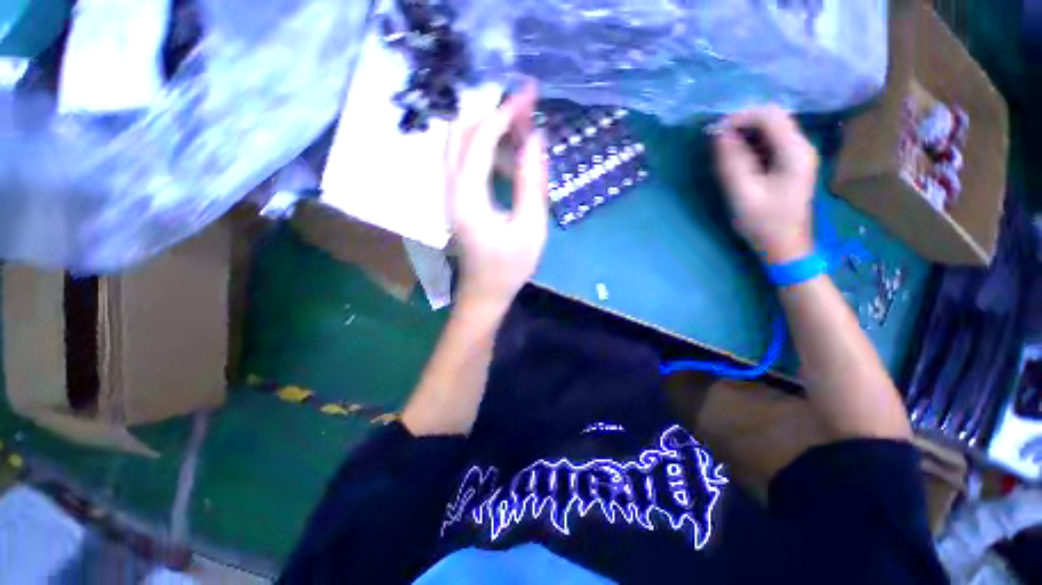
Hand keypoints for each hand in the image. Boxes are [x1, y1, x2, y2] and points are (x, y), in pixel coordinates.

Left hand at [446, 84, 547, 312]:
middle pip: (460, 133)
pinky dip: (486, 150)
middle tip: (524, 111)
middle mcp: (451, 190)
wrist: (485, 293)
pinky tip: (509, 161)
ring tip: (522, 134)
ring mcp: (450, 195)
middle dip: (492, 114)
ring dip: (488, 131)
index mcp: (468, 198)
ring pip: (460, 145)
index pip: (480, 140)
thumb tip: (535, 139)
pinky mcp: (456, 200)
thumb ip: (532, 183)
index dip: (504, 113)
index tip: (529, 95)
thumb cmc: (510, 268)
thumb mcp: (530, 229)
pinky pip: (465, 163)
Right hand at [714, 106, 817, 263]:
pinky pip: (771, 144)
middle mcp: (802, 147)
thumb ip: (731, 162)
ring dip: (746, 135)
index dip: (741, 118)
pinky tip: (738, 159)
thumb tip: (719, 134)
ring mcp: (799, 155)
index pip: (770, 116)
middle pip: (773, 119)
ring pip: (771, 131)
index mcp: (795, 151)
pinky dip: (752, 145)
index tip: (715, 132)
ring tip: (722, 150)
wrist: (784, 247)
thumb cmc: (763, 223)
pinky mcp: (791, 165)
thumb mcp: (742, 193)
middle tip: (716, 140)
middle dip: (742, 124)